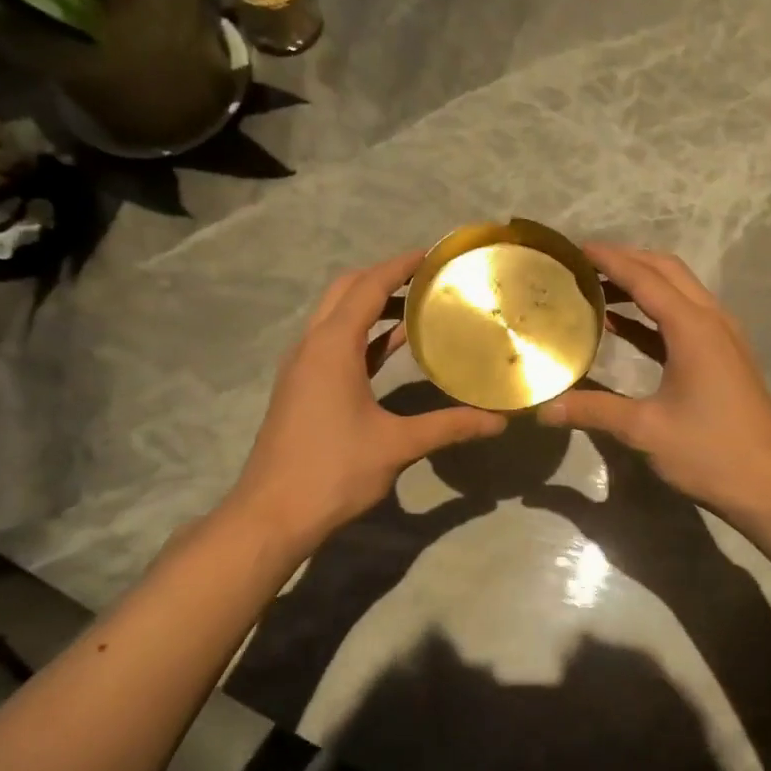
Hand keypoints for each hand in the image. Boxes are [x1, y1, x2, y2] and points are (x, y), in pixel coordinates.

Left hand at [232, 251, 506, 551]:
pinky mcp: (302, 389)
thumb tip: (498, 421)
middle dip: (384, 278)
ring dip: (372, 306)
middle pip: (346, 292)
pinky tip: (393, 349)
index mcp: (331, 347)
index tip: (434, 255)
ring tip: (418, 307)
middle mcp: (312, 346)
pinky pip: (335, 345)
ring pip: (337, 318)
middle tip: (428, 279)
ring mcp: (302, 368)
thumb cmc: (333, 471)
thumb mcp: (397, 446)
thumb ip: (449, 426)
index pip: (368, 287)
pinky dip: (363, 337)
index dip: (400, 266)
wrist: (272, 514)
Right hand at [538, 244, 770, 521]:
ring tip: (598, 290)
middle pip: (668, 272)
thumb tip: (544, 408)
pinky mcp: (725, 358)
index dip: (610, 260)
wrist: (770, 486)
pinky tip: (623, 328)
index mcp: (693, 329)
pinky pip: (686, 318)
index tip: (577, 249)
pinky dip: (654, 313)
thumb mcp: (645, 430)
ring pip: (681, 292)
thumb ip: (593, 410)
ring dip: (643, 285)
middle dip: (628, 261)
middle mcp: (712, 321)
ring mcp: (723, 338)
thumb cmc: (709, 453)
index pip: (645, 279)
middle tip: (585, 266)